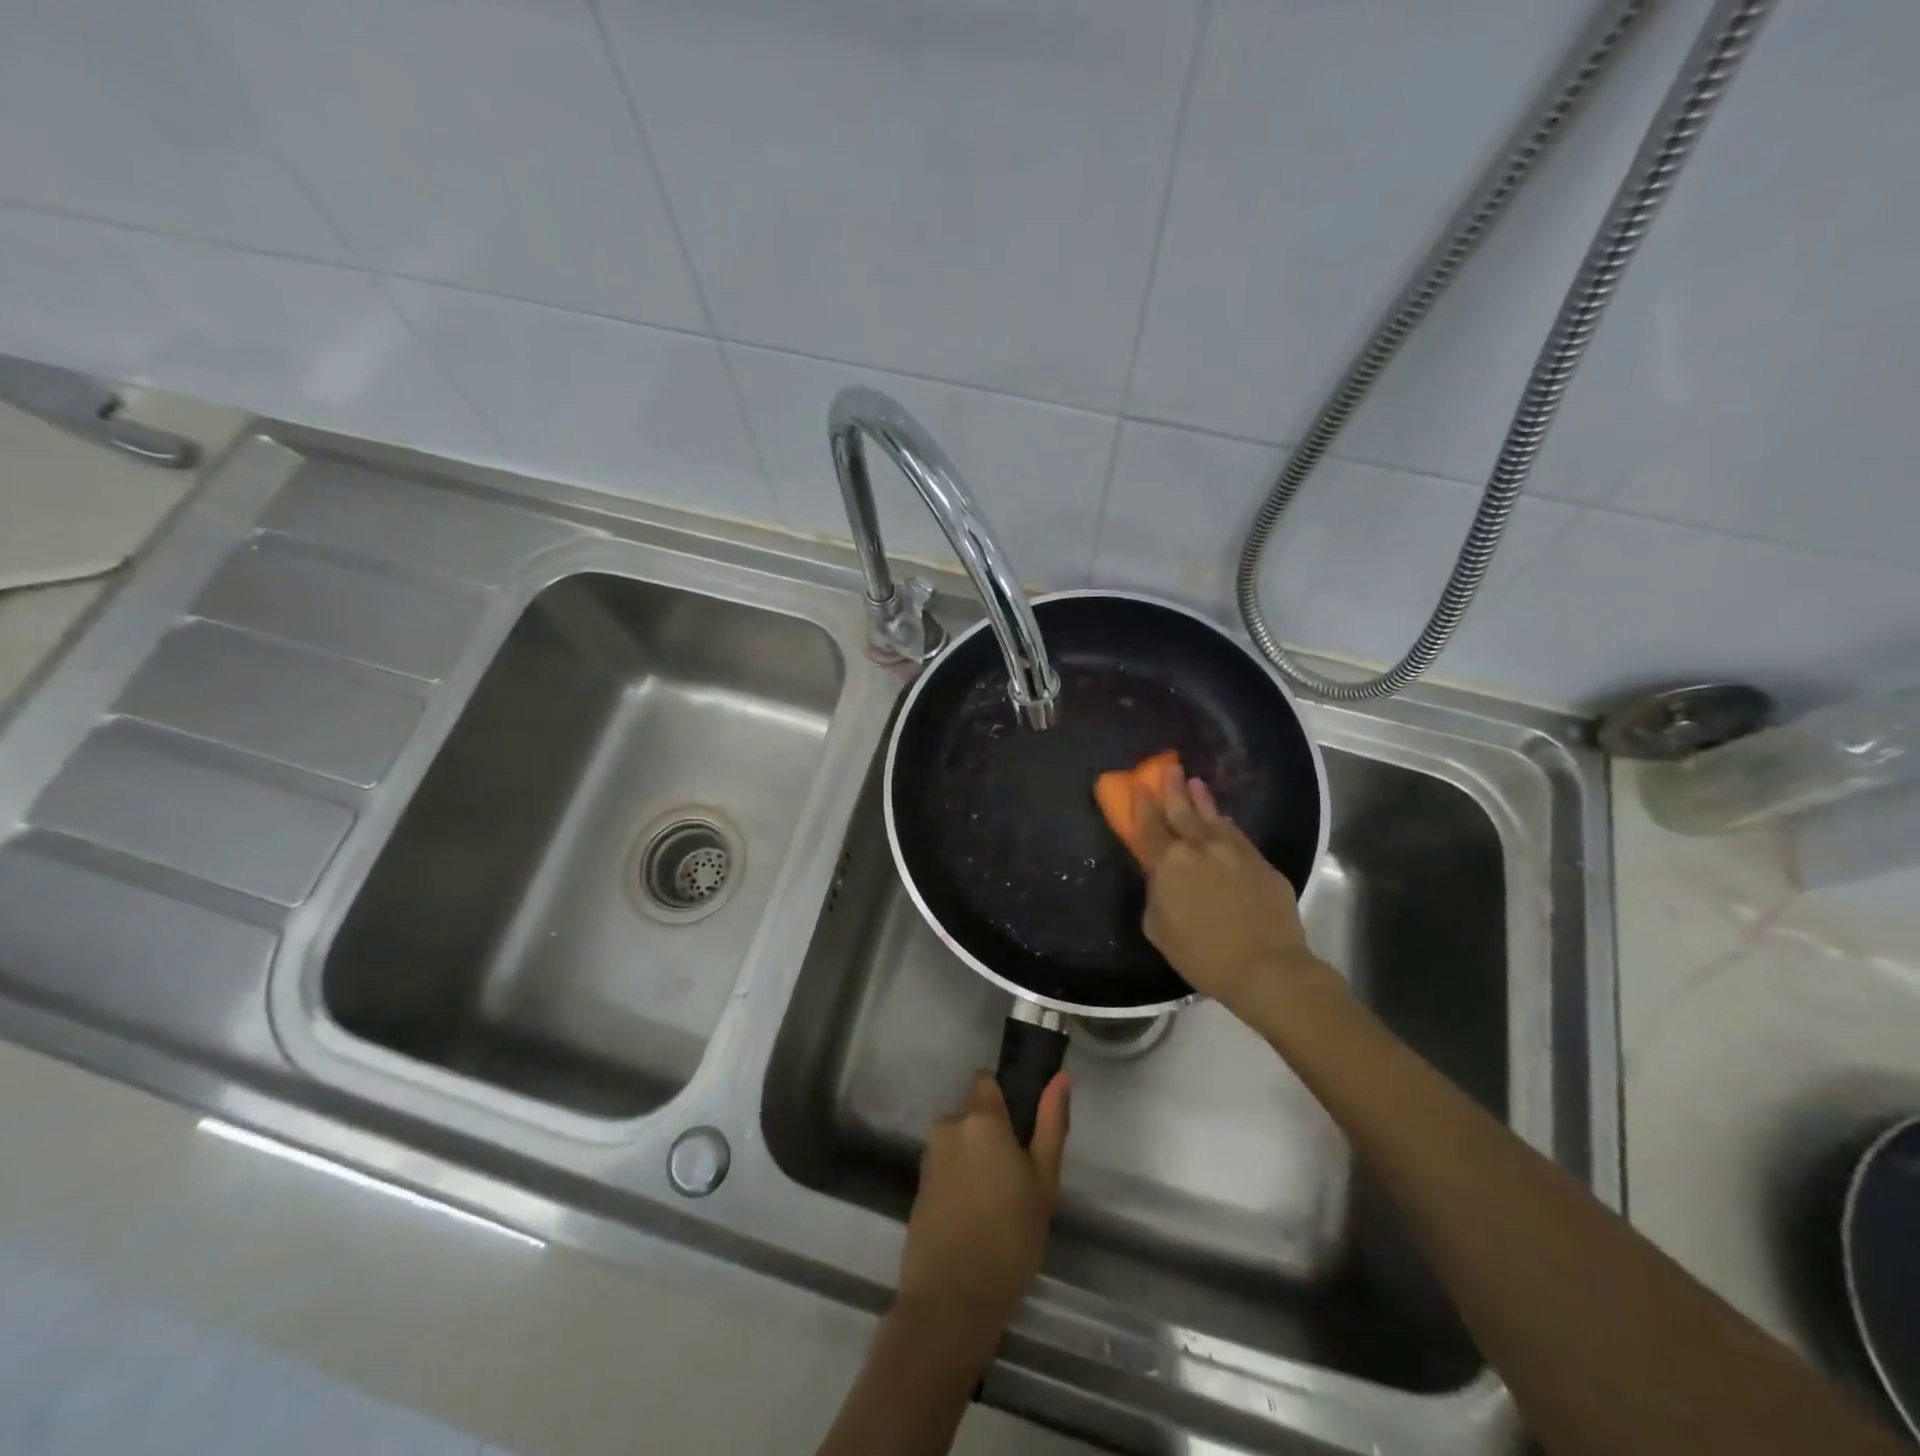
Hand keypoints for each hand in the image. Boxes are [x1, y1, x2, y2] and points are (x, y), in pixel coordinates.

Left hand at [895, 1071, 1069, 1356]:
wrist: (951, 1298)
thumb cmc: (1009, 1237)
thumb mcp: (1043, 1181)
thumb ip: (1051, 1124)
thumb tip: (1060, 1076)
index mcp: (980, 1118)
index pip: (985, 1081)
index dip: (1002, 1099)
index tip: (1020, 1129)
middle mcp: (949, 1126)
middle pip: (972, 1115)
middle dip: (989, 1136)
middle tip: (1015, 1179)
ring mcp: (929, 1157)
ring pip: (959, 1144)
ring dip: (974, 1160)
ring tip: (996, 1205)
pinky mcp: (917, 1186)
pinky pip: (945, 1169)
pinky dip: (959, 1183)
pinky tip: (974, 1218)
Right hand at [1131, 764, 1326, 1018]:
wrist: (1267, 967)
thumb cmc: (1202, 954)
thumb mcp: (1158, 928)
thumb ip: (1155, 895)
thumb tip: (1162, 879)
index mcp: (1169, 863)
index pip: (1150, 826)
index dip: (1142, 805)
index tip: (1139, 784)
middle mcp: (1202, 847)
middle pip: (1183, 811)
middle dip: (1173, 788)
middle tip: (1170, 767)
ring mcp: (1235, 852)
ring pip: (1214, 818)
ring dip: (1202, 800)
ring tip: (1196, 783)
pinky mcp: (1262, 864)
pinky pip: (1238, 836)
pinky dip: (1227, 825)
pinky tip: (1224, 820)